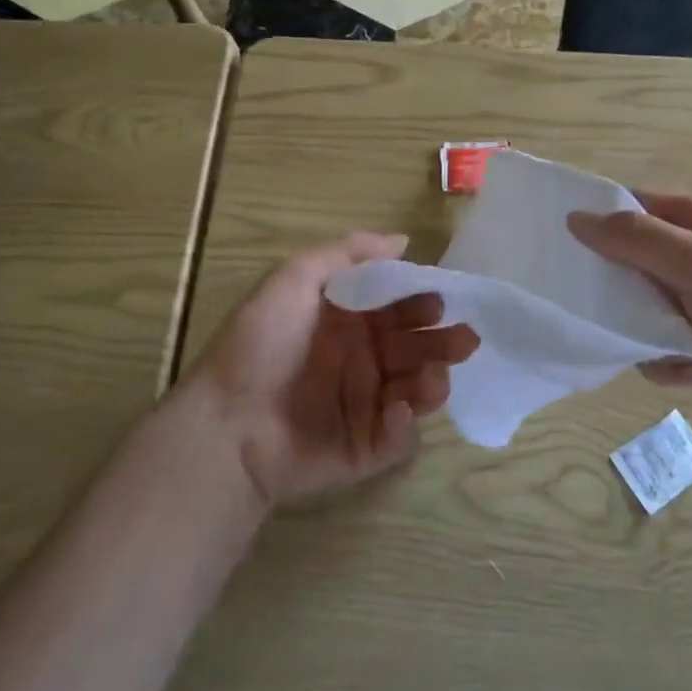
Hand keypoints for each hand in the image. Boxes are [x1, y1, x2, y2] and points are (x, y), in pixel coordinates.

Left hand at [180, 232, 479, 506]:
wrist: (227, 425)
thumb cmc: (261, 344)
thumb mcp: (293, 279)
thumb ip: (346, 253)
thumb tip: (401, 240)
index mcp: (343, 324)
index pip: (394, 309)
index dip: (419, 303)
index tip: (438, 300)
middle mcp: (358, 363)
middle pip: (412, 349)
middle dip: (441, 341)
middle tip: (464, 339)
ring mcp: (362, 407)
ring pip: (413, 390)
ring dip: (433, 380)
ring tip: (436, 375)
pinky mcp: (363, 450)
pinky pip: (396, 436)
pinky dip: (405, 424)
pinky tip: (399, 410)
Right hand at [569, 193, 691, 459]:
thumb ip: (639, 240)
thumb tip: (575, 217)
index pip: (639, 206)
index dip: (603, 218)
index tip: (563, 241)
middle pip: (634, 262)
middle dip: (618, 287)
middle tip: (602, 304)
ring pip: (641, 312)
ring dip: (647, 334)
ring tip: (673, 348)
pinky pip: (661, 353)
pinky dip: (672, 365)